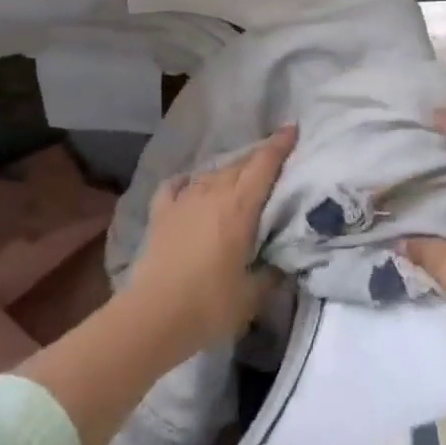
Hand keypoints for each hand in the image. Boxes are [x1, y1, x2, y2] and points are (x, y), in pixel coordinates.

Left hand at [123, 125, 296, 360]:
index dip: (280, 144)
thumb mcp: (252, 295)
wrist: (153, 316)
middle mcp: (213, 192)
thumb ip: (271, 273)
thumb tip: (282, 262)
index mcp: (240, 206)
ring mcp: (184, 200)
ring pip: (211, 173)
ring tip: (237, 177)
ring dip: (227, 172)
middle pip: (239, 164)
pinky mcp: (161, 213)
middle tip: (272, 160)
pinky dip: (186, 182)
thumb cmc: (209, 305)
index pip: (264, 164)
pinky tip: (188, 184)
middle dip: (258, 158)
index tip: (292, 128)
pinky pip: (176, 186)